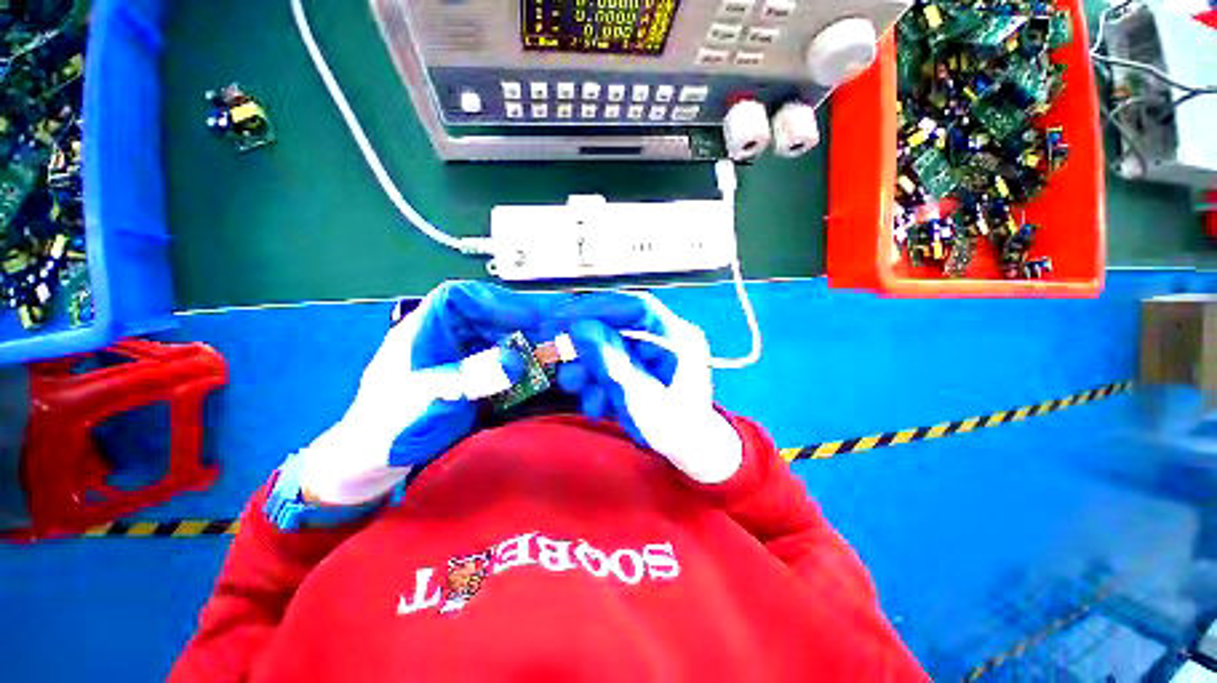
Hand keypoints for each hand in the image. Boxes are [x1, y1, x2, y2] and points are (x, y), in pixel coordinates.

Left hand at [294, 281, 543, 504]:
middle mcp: (444, 339)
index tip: (524, 318)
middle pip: (485, 318)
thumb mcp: (425, 400)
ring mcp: (459, 360)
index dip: (494, 301)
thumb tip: (514, 363)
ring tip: (546, 359)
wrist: (372, 466)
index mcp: (422, 331)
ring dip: (522, 348)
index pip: (458, 297)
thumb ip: (467, 378)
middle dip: (517, 327)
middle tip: (546, 342)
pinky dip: (519, 369)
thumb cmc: (386, 428)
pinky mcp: (470, 380)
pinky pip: (499, 365)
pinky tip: (533, 378)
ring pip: (496, 341)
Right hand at [551, 292, 742, 483]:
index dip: (597, 307)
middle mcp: (662, 340)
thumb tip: (579, 327)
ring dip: (588, 369)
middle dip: (586, 346)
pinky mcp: (636, 372)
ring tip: (579, 388)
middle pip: (616, 326)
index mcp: (676, 337)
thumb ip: (610, 361)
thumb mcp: (641, 397)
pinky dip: (596, 385)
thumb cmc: (678, 429)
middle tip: (558, 356)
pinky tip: (598, 405)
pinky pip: (608, 368)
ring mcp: (648, 356)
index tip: (561, 318)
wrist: (692, 457)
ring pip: (607, 348)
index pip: (635, 306)